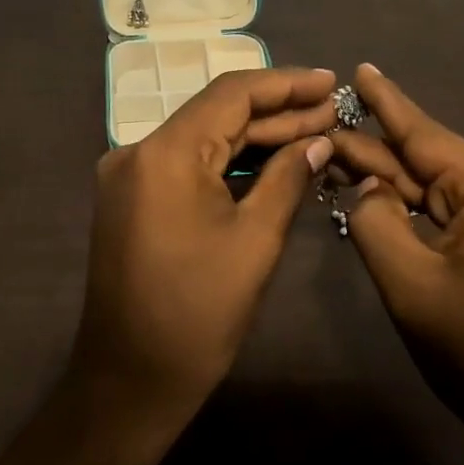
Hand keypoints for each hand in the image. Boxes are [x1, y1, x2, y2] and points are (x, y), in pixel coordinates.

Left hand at [70, 66, 337, 441]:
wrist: (129, 383)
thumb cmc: (198, 315)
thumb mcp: (255, 241)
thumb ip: (288, 178)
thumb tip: (320, 140)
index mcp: (165, 154)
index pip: (232, 94)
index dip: (286, 83)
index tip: (331, 82)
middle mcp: (139, 152)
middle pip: (218, 114)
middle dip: (278, 112)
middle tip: (334, 111)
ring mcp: (131, 176)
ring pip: (205, 140)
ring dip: (257, 137)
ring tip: (317, 131)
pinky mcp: (134, 200)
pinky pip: (190, 166)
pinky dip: (231, 163)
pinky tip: (275, 161)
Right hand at [329, 64, 463, 442]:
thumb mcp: (409, 284)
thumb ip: (374, 221)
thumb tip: (368, 187)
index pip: (425, 134)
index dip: (385, 102)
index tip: (359, 68)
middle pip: (430, 161)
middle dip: (377, 153)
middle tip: (323, 135)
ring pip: (440, 188)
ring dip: (394, 183)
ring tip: (341, 164)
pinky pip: (456, 211)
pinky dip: (418, 209)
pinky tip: (383, 201)